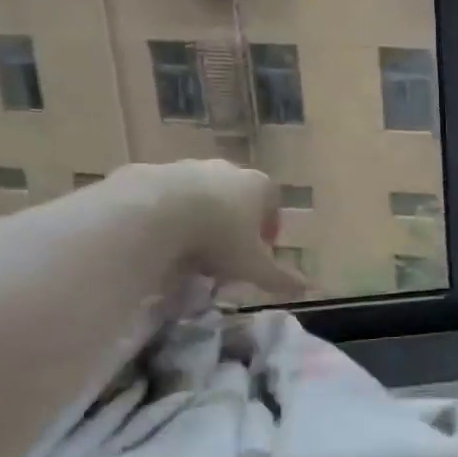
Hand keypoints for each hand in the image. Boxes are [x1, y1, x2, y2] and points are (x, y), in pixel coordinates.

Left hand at [99, 160, 308, 298]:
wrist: (151, 213)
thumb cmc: (218, 238)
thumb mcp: (252, 266)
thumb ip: (279, 277)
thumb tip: (307, 288)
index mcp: (257, 186)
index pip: (272, 201)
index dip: (267, 226)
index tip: (258, 250)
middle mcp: (226, 170)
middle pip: (235, 195)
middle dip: (231, 221)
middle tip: (221, 254)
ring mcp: (186, 167)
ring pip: (198, 193)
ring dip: (196, 216)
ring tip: (184, 250)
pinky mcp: (150, 172)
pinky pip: (160, 196)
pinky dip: (161, 214)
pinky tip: (153, 238)